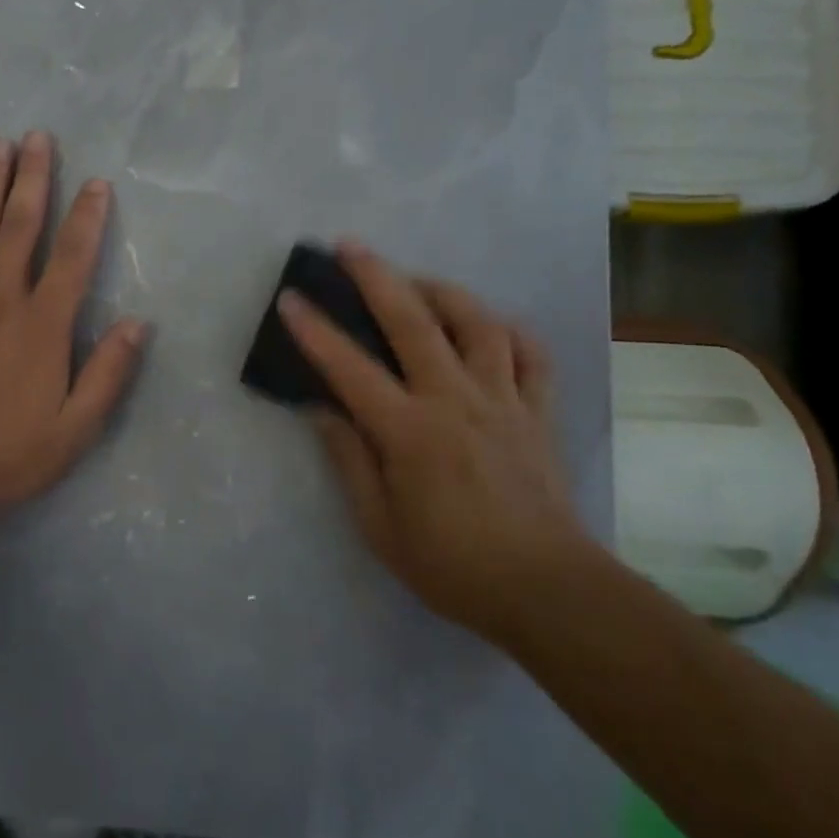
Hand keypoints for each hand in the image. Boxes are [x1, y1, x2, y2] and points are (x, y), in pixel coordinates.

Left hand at [0, 130, 146, 523]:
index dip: (88, 217)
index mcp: (43, 326)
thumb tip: (139, 324)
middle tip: (37, 137)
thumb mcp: (74, 430)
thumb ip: (109, 374)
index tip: (96, 182)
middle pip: (20, 227)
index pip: (73, 258)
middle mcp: (0, 300)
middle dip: (32, 179)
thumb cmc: (5, 456)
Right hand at [277, 241, 587, 640]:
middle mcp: (455, 400)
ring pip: (477, 324)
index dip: (314, 330)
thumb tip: (320, 409)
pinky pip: (531, 355)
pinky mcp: (538, 412)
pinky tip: (489, 324)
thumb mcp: (379, 526)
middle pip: (414, 322)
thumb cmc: (452, 564)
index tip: (290, 297)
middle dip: (377, 277)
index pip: (350, 368)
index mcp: (410, 431)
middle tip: (350, 246)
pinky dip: (510, 330)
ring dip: (442, 291)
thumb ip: (348, 460)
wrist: (548, 591)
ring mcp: (503, 400)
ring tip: (415, 279)